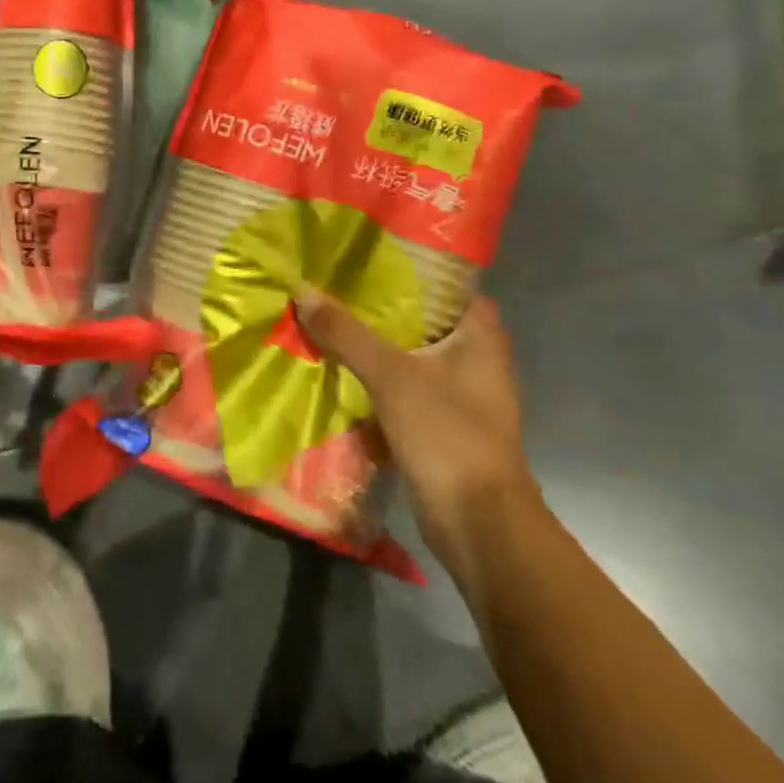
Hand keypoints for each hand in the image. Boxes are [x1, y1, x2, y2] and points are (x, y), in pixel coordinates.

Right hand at [295, 293, 539, 570]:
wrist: (479, 523)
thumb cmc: (447, 433)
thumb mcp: (391, 376)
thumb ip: (346, 334)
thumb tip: (303, 291)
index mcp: (480, 336)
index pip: (450, 285)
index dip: (415, 269)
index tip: (372, 259)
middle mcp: (477, 359)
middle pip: (425, 321)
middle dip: (383, 308)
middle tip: (338, 288)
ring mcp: (462, 395)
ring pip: (413, 357)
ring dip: (377, 346)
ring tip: (331, 322)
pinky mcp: (445, 425)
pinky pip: (407, 390)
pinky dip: (379, 382)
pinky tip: (342, 372)